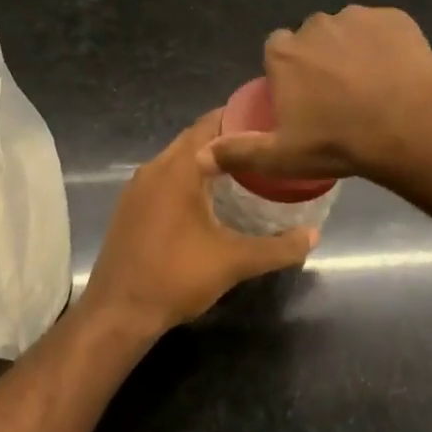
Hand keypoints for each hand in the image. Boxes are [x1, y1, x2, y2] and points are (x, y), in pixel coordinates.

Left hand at [82, 112, 316, 334]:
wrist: (117, 314)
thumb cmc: (176, 277)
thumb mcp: (234, 262)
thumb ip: (278, 247)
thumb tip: (314, 235)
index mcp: (178, 168)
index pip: (212, 124)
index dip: (242, 118)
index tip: (272, 121)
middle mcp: (154, 168)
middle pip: (195, 138)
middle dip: (228, 138)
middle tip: (265, 144)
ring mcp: (137, 188)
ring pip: (178, 158)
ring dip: (207, 158)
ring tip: (245, 167)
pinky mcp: (130, 207)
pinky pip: (165, 177)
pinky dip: (189, 176)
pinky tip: (210, 196)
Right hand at [199, 5, 431, 185]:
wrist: (410, 125)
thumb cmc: (340, 141)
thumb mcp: (283, 156)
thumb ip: (239, 152)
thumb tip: (199, 156)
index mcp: (285, 53)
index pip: (276, 52)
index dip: (289, 74)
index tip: (304, 99)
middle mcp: (316, 25)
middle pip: (312, 40)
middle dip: (321, 60)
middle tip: (340, 97)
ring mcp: (358, 17)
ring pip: (348, 31)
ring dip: (353, 50)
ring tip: (373, 86)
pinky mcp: (394, 17)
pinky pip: (382, 29)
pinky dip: (386, 45)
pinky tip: (397, 73)